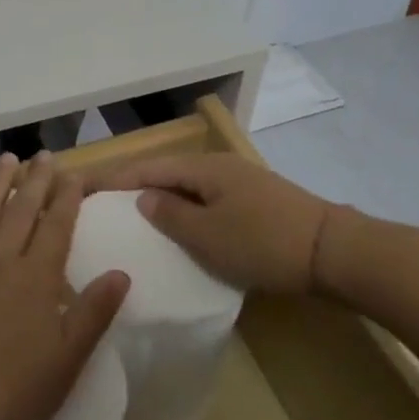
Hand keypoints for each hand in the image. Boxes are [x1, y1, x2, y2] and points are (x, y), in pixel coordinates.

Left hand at [0, 153, 130, 419]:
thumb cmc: (9, 398)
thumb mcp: (66, 364)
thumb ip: (93, 314)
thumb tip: (121, 272)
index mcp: (35, 280)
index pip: (56, 227)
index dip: (67, 198)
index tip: (73, 174)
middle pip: (21, 212)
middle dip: (36, 181)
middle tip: (44, 155)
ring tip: (8, 158)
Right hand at [91, 153, 347, 295]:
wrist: (334, 251)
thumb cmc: (264, 242)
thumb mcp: (208, 235)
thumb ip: (170, 215)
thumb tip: (143, 199)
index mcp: (204, 168)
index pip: (148, 168)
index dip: (115, 178)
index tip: (84, 188)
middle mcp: (220, 167)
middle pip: (168, 173)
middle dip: (137, 187)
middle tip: (106, 206)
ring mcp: (242, 183)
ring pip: (190, 189)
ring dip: (164, 202)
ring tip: (138, 221)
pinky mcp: (258, 203)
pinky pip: (210, 202)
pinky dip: (189, 212)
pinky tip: (183, 231)